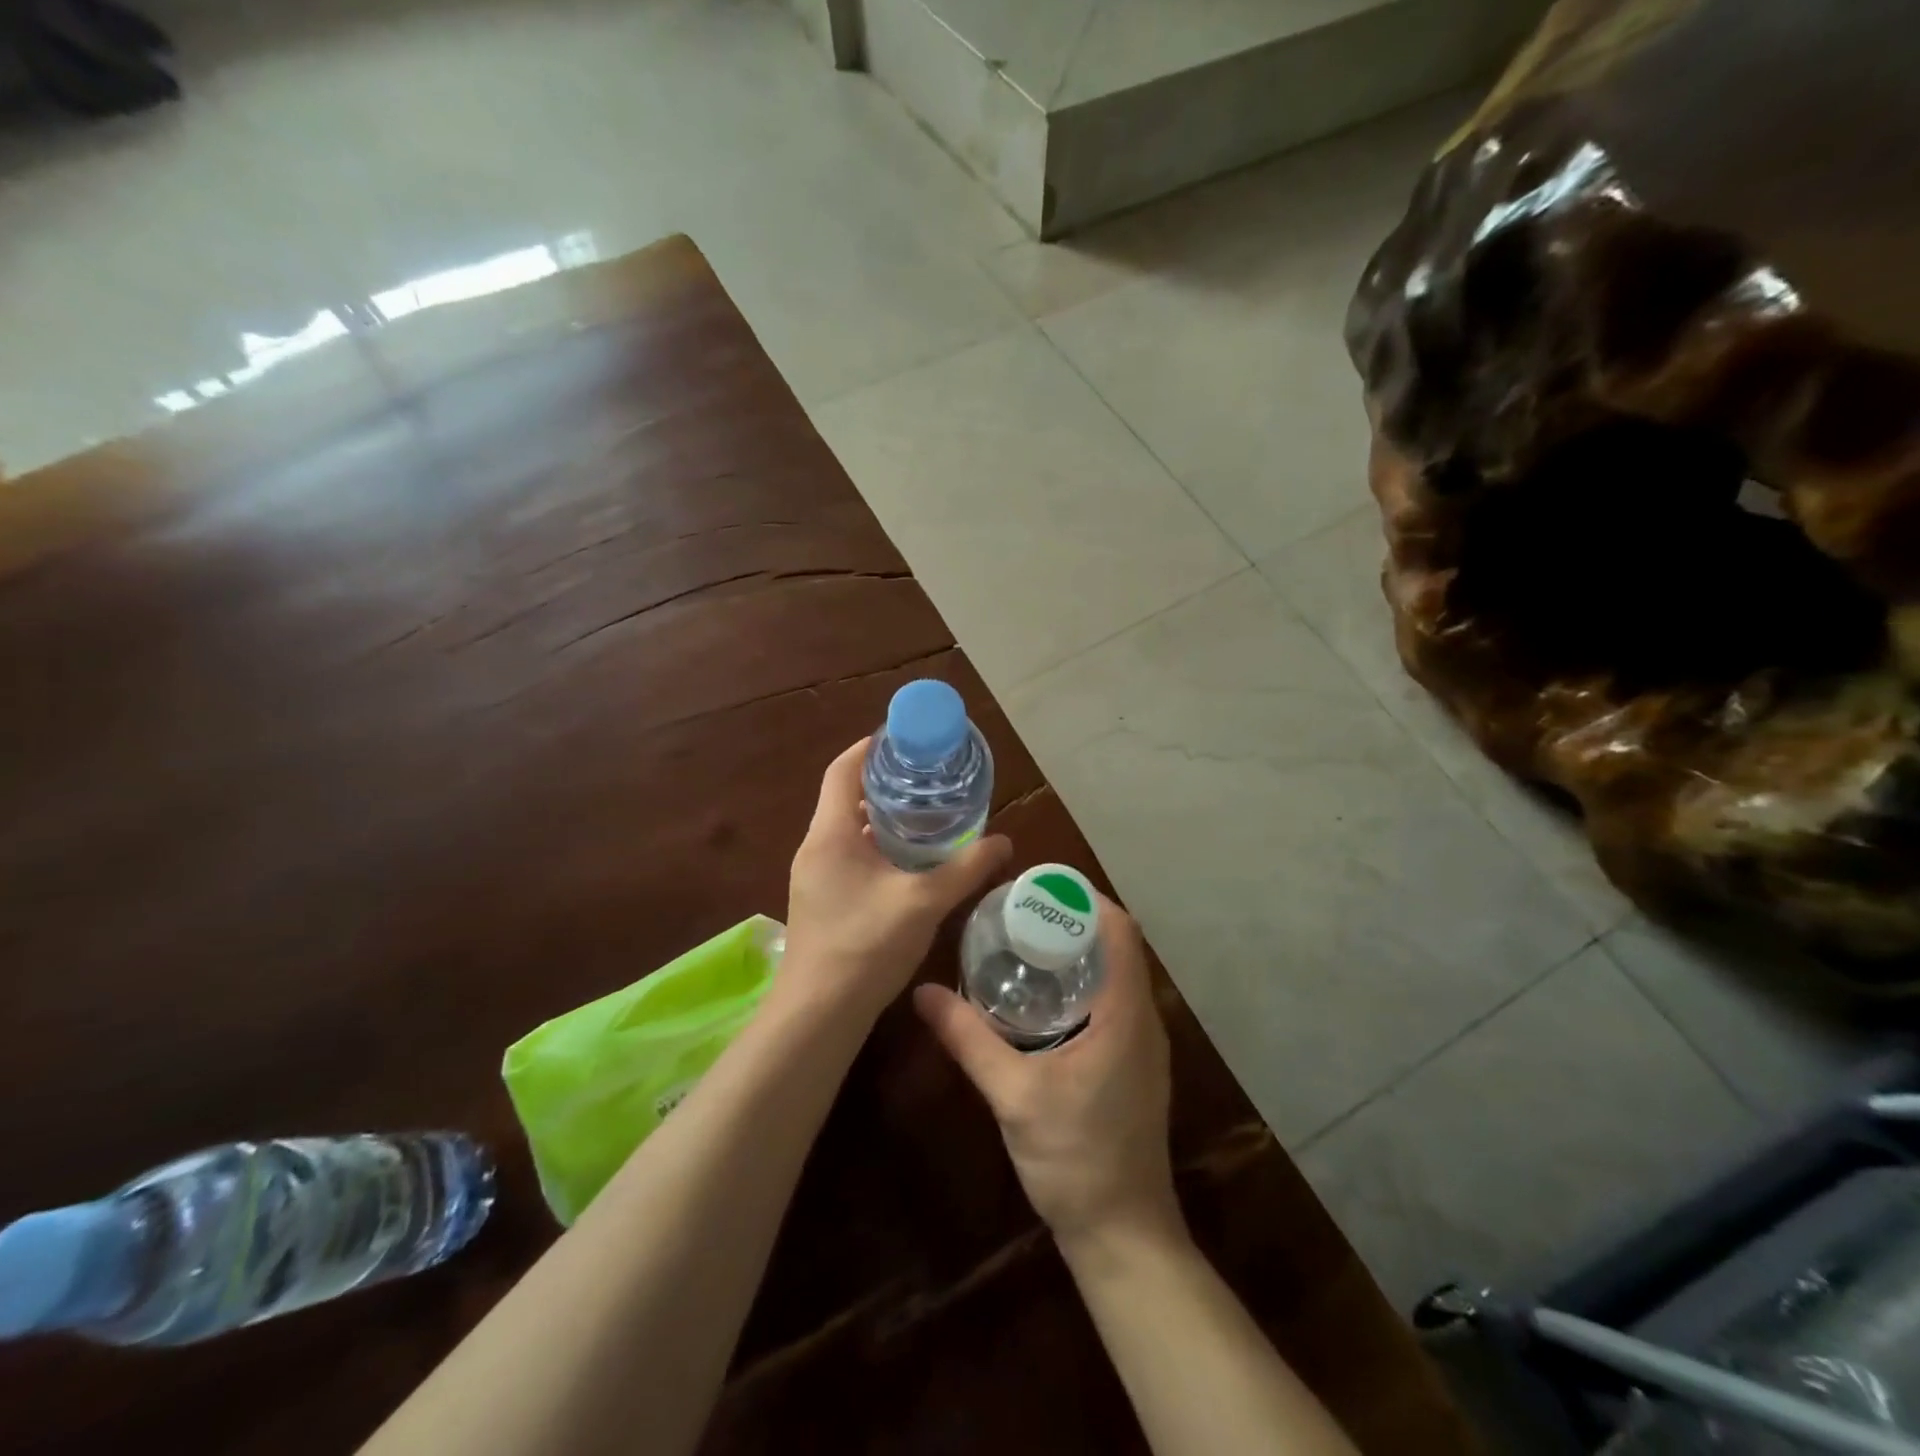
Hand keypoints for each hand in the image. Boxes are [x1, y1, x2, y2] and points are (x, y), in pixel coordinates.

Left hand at [781, 737, 1010, 1021]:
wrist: (818, 1015)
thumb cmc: (865, 946)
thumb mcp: (923, 902)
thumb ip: (965, 868)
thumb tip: (1004, 842)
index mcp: (830, 834)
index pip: (843, 770)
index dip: (870, 747)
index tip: (905, 739)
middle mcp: (815, 847)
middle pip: (846, 797)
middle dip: (885, 783)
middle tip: (927, 778)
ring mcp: (814, 876)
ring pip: (848, 830)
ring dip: (882, 819)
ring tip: (925, 815)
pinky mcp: (820, 900)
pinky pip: (848, 856)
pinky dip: (876, 847)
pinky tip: (908, 863)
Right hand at [913, 897, 1181, 1249]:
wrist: (1123, 1235)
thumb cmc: (1076, 1158)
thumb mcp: (1014, 1094)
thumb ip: (969, 1039)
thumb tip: (922, 992)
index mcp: (1126, 1013)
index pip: (1121, 931)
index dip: (1086, 899)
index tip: (1038, 886)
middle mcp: (1143, 1019)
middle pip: (1117, 947)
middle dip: (1072, 921)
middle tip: (1018, 911)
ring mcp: (1143, 1045)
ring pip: (1115, 975)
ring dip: (1077, 952)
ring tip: (1023, 942)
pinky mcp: (1133, 1066)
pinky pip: (1113, 1002)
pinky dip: (1081, 984)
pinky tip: (1039, 998)